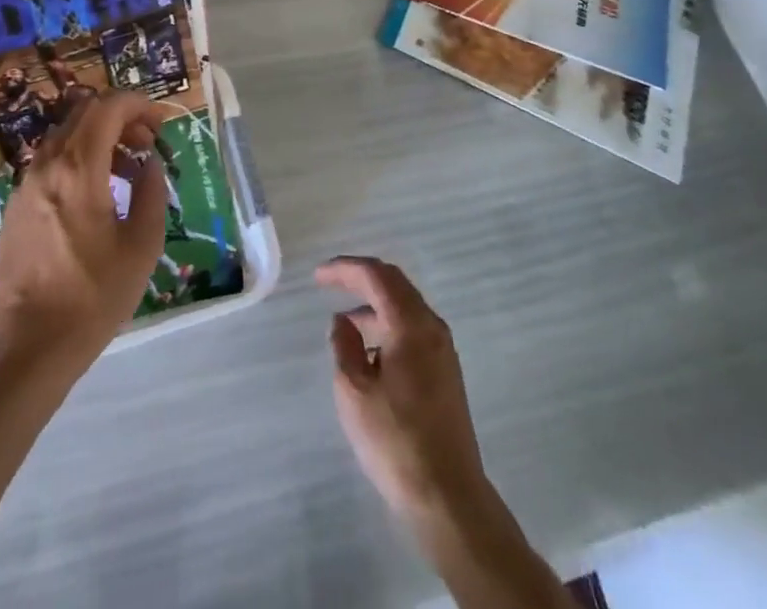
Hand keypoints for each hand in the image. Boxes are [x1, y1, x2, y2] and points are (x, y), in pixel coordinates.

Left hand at [0, 91, 169, 395]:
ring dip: (100, 137)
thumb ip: (151, 193)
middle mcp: (47, 165)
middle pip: (84, 113)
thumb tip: (150, 163)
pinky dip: (80, 158)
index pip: (108, 108)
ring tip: (128, 170)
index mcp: (78, 169)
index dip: (139, 105)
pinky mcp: (17, 205)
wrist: (25, 348)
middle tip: (148, 143)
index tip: (162, 123)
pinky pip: (52, 160)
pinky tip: (98, 193)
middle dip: (121, 117)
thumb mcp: (141, 247)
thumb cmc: (91, 298)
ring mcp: (26, 184)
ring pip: (66, 135)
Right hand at [316, 257, 492, 528]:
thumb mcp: (354, 392)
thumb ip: (344, 346)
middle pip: (394, 284)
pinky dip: (388, 326)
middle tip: (331, 283)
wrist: (448, 497)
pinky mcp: (446, 372)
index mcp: (410, 324)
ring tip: (345, 324)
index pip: (376, 276)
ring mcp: (443, 349)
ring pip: (405, 307)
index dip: (345, 269)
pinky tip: (370, 352)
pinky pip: (413, 329)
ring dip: (374, 305)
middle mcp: (431, 326)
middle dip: (361, 278)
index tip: (318, 276)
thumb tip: (342, 321)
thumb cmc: (396, 441)